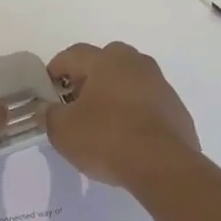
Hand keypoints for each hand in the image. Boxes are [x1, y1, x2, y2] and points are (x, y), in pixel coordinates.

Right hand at [44, 42, 201, 190]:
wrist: (164, 166)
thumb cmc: (107, 139)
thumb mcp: (63, 130)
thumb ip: (49, 114)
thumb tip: (44, 108)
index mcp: (106, 60)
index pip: (73, 54)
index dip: (56, 69)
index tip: (48, 90)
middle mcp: (135, 62)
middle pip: (105, 61)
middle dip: (87, 78)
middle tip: (76, 103)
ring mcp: (159, 83)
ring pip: (129, 80)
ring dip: (114, 94)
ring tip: (102, 121)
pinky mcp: (175, 107)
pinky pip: (147, 101)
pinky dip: (134, 111)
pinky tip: (128, 136)